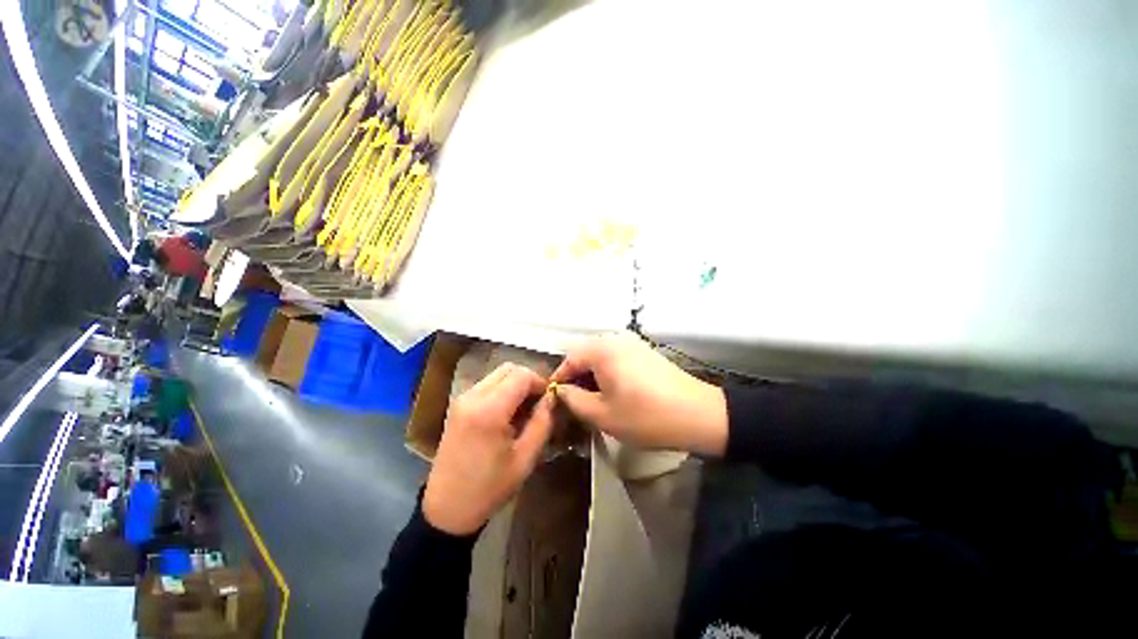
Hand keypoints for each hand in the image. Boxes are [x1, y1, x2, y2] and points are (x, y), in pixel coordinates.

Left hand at [423, 363, 554, 535]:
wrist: (447, 508)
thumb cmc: (489, 488)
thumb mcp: (525, 458)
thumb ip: (542, 422)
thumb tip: (552, 397)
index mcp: (489, 411)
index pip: (522, 376)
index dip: (541, 382)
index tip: (550, 399)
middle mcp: (472, 397)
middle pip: (508, 369)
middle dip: (529, 380)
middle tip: (539, 402)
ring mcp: (462, 399)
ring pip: (497, 374)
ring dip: (515, 384)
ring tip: (525, 409)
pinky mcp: (458, 405)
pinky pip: (487, 385)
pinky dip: (502, 390)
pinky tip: (508, 413)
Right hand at [552, 332, 727, 455]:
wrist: (698, 414)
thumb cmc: (645, 416)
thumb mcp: (602, 414)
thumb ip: (573, 400)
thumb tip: (560, 390)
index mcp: (602, 349)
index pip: (569, 358)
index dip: (559, 378)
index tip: (555, 399)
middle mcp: (616, 339)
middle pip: (585, 355)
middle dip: (576, 378)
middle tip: (574, 402)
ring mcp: (633, 343)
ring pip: (600, 357)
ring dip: (592, 376)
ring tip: (592, 400)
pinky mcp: (644, 351)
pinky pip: (616, 358)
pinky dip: (608, 373)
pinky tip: (613, 392)